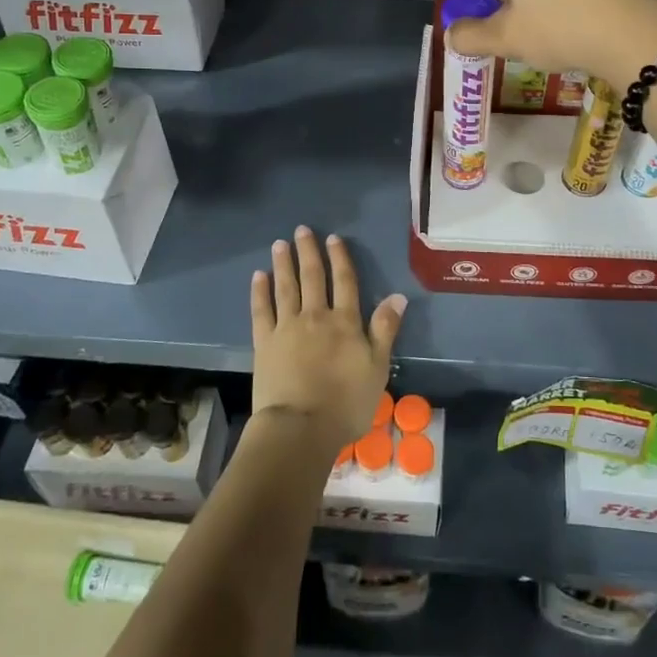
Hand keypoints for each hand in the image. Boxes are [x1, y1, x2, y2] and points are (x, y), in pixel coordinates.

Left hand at [250, 227, 406, 454]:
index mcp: (345, 322)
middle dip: (309, 252)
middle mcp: (316, 316)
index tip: (333, 238)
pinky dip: (260, 292)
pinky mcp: (264, 343)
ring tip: (280, 244)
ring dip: (283, 264)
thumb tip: (398, 296)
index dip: (340, 258)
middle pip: (313, 277)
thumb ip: (385, 329)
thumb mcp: (377, 367)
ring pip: (286, 287)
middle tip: (302, 230)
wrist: (301, 427)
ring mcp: (287, 328)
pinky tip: (258, 276)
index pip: (345, 282)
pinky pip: (261, 310)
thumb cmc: (346, 402)